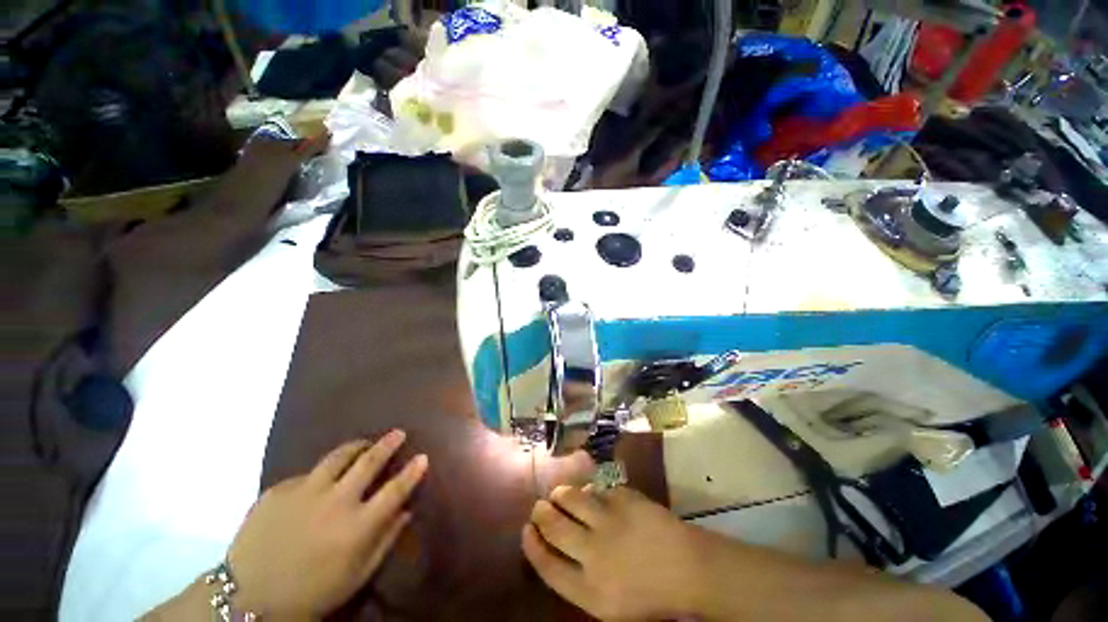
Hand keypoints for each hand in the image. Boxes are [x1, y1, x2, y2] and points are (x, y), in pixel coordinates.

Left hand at [227, 431, 426, 617]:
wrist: (248, 597)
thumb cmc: (311, 593)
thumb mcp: (356, 576)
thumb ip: (385, 541)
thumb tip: (406, 512)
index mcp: (357, 525)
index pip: (395, 489)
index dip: (412, 471)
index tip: (423, 456)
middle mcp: (336, 501)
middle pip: (369, 462)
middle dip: (388, 444)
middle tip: (398, 433)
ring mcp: (305, 492)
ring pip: (338, 457)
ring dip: (356, 447)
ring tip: (363, 443)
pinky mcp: (279, 490)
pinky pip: (306, 474)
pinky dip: (319, 474)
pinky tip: (317, 483)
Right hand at [523, 485, 706, 620]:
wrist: (689, 569)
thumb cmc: (650, 595)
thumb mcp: (609, 604)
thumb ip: (579, 580)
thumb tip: (556, 549)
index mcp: (589, 590)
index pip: (546, 565)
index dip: (532, 545)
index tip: (526, 530)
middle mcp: (593, 553)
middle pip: (554, 525)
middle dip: (541, 513)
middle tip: (539, 507)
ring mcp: (609, 521)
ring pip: (571, 498)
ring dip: (560, 494)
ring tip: (559, 494)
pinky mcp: (623, 498)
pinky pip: (596, 489)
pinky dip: (588, 491)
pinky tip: (589, 494)